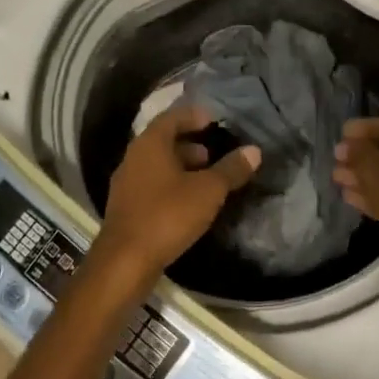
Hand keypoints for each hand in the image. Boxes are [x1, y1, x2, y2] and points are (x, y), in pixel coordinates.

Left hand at [96, 105, 260, 286]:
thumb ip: (231, 169)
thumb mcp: (208, 191)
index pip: (172, 117)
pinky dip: (170, 185)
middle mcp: (133, 157)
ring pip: (156, 165)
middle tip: (213, 153)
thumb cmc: (167, 215)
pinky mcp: (125, 208)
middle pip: (162, 140)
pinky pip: (151, 185)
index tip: (213, 120)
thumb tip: (254, 150)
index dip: (193, 116)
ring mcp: (126, 184)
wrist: (124, 262)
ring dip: (180, 166)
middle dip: (189, 143)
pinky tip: (188, 202)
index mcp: (150, 144)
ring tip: (206, 179)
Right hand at [332, 118, 378, 278]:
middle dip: (360, 154)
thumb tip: (348, 144)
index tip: (341, 133)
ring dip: (361, 174)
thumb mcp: (377, 170)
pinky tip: (347, 195)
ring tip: (336, 177)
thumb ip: (360, 152)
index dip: (364, 128)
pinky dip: (370, 193)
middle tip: (336, 157)